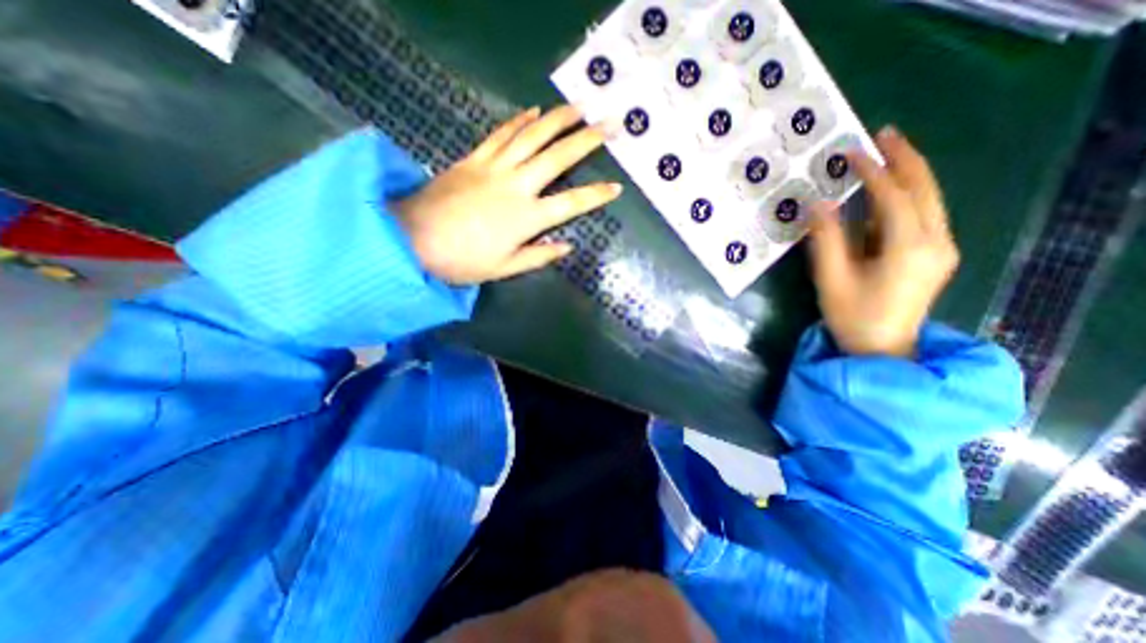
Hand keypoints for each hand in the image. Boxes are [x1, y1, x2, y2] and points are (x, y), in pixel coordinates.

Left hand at [398, 103, 625, 283]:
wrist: (413, 239)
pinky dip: (519, 121)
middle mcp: (516, 186)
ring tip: (578, 107)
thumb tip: (567, 246)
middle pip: (557, 158)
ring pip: (532, 137)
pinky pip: (501, 135)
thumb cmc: (463, 261)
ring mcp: (494, 168)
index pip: (571, 203)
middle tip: (609, 125)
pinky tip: (533, 111)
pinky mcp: (474, 159)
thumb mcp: (505, 267)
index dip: (596, 195)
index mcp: (526, 218)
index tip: (616, 187)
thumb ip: (539, 255)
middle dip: (587, 140)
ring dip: (558, 120)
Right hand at [810, 122, 958, 356]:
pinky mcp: (934, 255)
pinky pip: (924, 215)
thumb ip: (826, 239)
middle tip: (883, 134)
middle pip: (925, 189)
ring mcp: (941, 248)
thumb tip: (819, 204)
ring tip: (887, 152)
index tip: (851, 152)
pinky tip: (890, 190)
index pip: (893, 198)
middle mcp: (936, 241)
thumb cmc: (852, 315)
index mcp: (909, 248)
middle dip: (905, 158)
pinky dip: (907, 196)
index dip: (872, 172)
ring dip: (909, 173)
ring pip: (929, 199)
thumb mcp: (831, 278)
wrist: (882, 349)